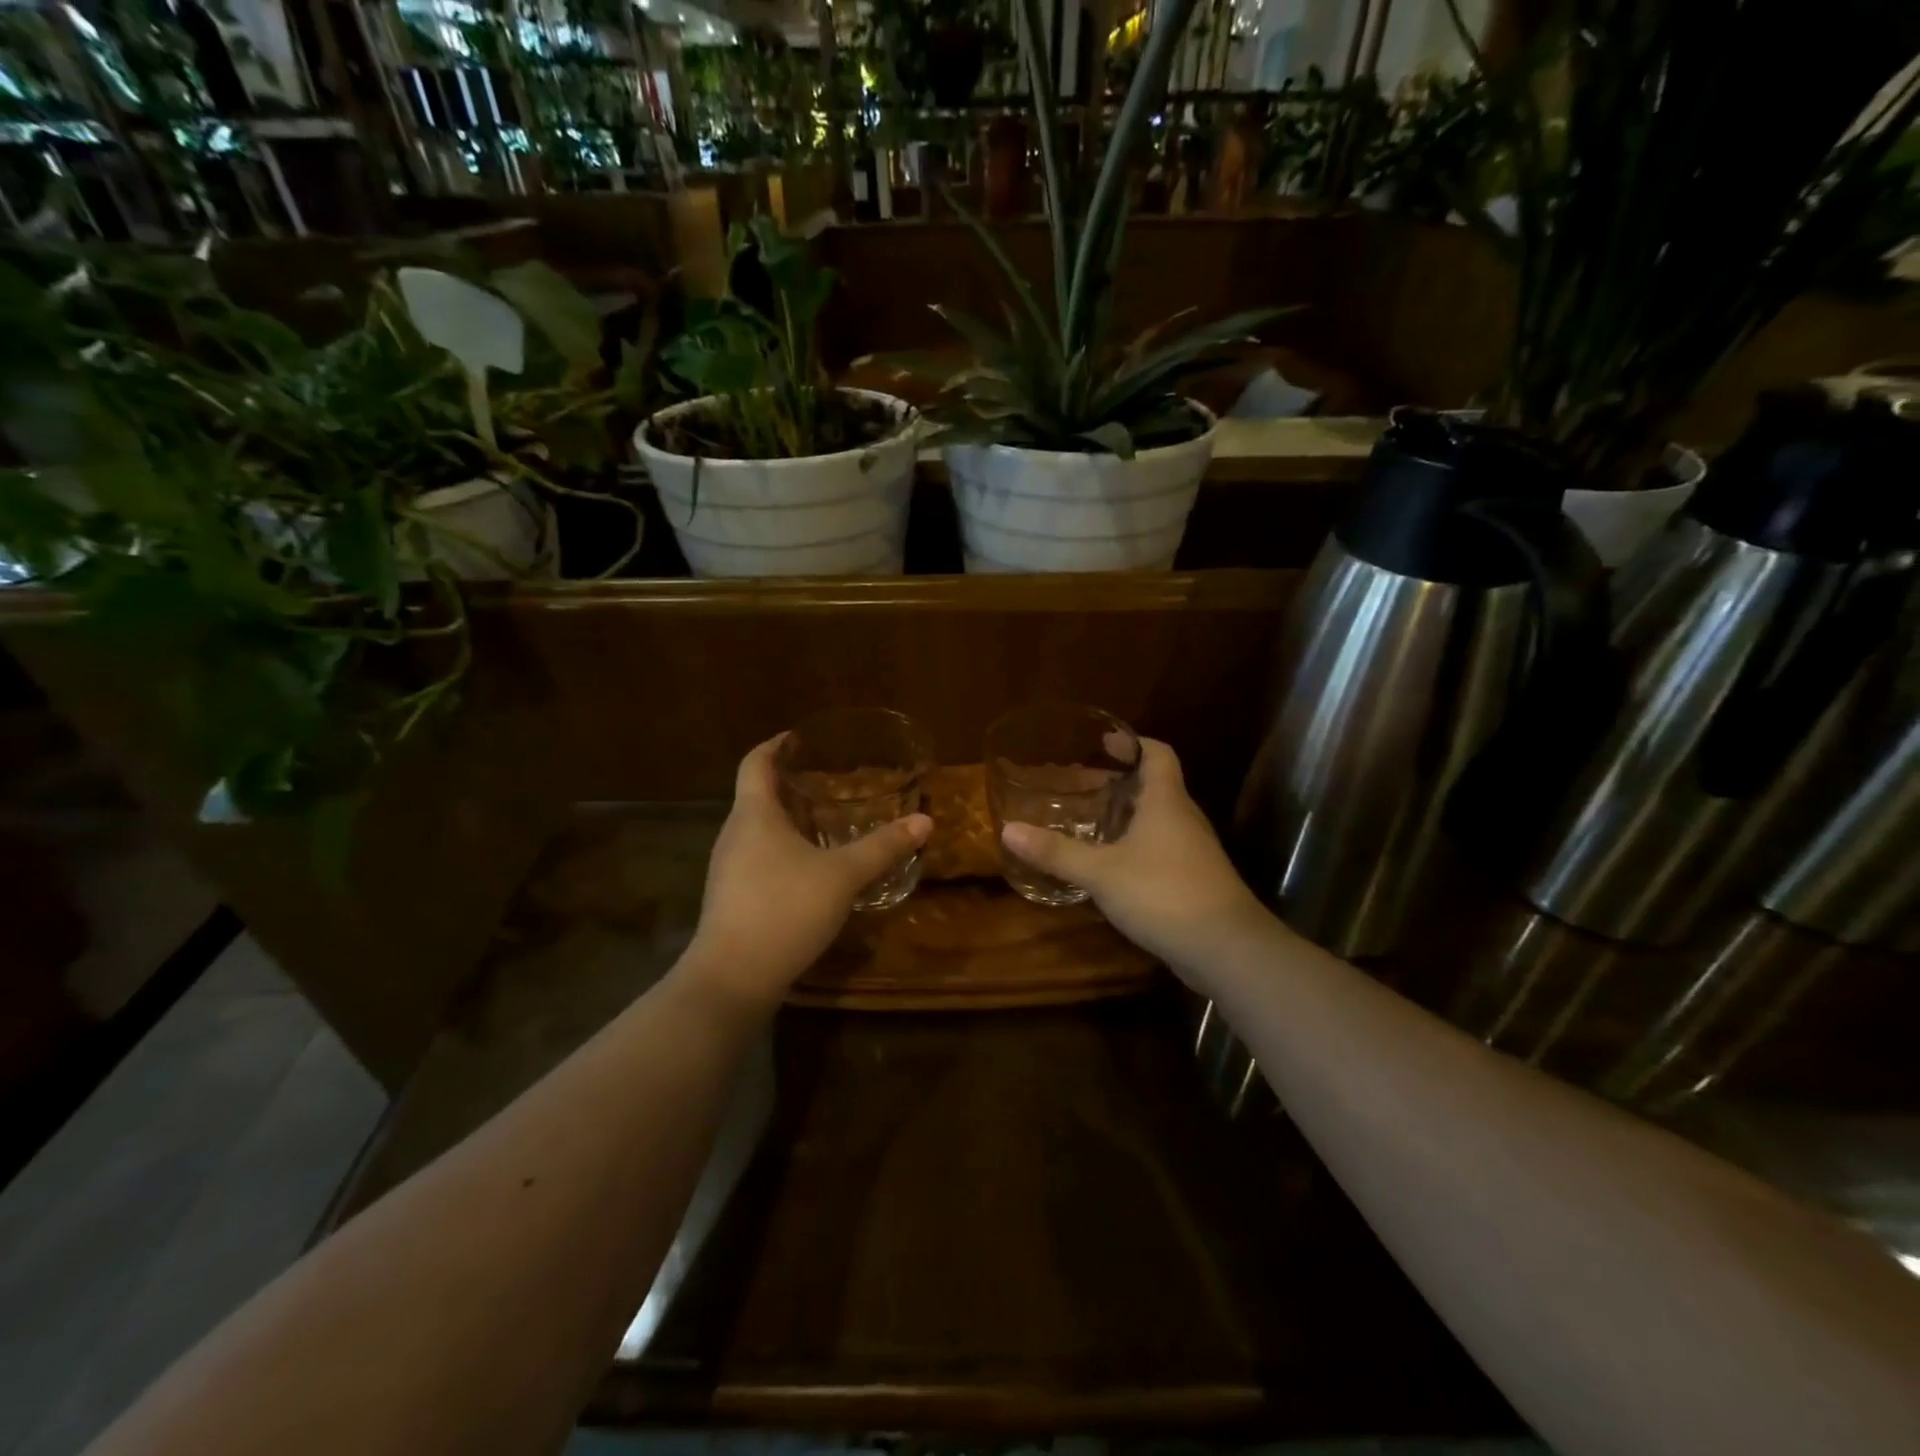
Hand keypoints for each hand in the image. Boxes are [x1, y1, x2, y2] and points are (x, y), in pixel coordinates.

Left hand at [686, 735, 931, 1010]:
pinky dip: (784, 852)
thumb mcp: (843, 875)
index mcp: (754, 814)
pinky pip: (758, 859)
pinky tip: (812, 871)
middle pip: (758, 796)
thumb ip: (883, 847)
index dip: (775, 744)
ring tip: (827, 823)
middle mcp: (734, 834)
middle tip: (830, 782)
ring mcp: (728, 869)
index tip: (799, 737)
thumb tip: (924, 821)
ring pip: (759, 831)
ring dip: (789, 822)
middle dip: (791, 785)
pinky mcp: (731, 899)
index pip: (756, 762)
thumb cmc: (784, 909)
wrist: (733, 978)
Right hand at [1000, 739, 1271, 979]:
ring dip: (1127, 816)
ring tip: (1090, 822)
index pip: (1158, 753)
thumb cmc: (1163, 893)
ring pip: (1158, 820)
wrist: (1226, 948)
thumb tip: (1008, 829)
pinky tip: (1111, 865)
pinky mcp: (1194, 880)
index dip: (1133, 743)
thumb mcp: (1101, 872)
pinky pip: (1161, 849)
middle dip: (1120, 782)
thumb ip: (1056, 852)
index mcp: (1165, 802)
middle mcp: (1183, 819)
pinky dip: (1135, 846)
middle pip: (1155, 786)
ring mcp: (1193, 851)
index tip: (1103, 743)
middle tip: (1081, 786)